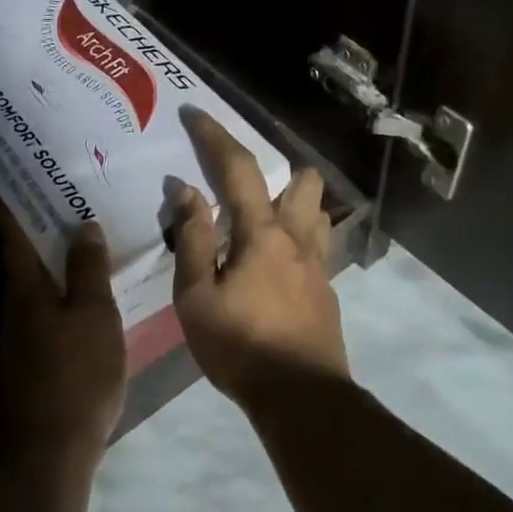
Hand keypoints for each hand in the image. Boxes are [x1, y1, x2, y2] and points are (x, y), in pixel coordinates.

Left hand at [0, 203, 126, 464]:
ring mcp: (15, 338)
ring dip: (53, 265)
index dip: (11, 201)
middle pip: (21, 258)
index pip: (11, 232)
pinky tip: (84, 301)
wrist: (48, 452)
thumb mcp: (93, 316)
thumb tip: (82, 226)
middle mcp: (12, 307)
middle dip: (41, 229)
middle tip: (70, 202)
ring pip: (33, 288)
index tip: (16, 175)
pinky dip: (59, 297)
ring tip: (85, 245)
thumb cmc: (76, 374)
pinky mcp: (26, 363)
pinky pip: (42, 314)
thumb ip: (88, 270)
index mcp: (24, 288)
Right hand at [170, 110, 348, 408]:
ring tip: (260, 222)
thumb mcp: (197, 296)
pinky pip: (316, 246)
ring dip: (292, 202)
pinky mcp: (327, 290)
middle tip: (242, 186)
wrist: (301, 397)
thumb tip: (185, 191)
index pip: (237, 169)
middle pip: (302, 180)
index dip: (215, 136)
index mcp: (261, 233)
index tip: (197, 114)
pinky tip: (274, 266)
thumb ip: (192, 239)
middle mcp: (297, 238)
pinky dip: (296, 239)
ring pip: (316, 211)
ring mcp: (318, 264)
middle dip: (276, 169)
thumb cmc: (240, 345)